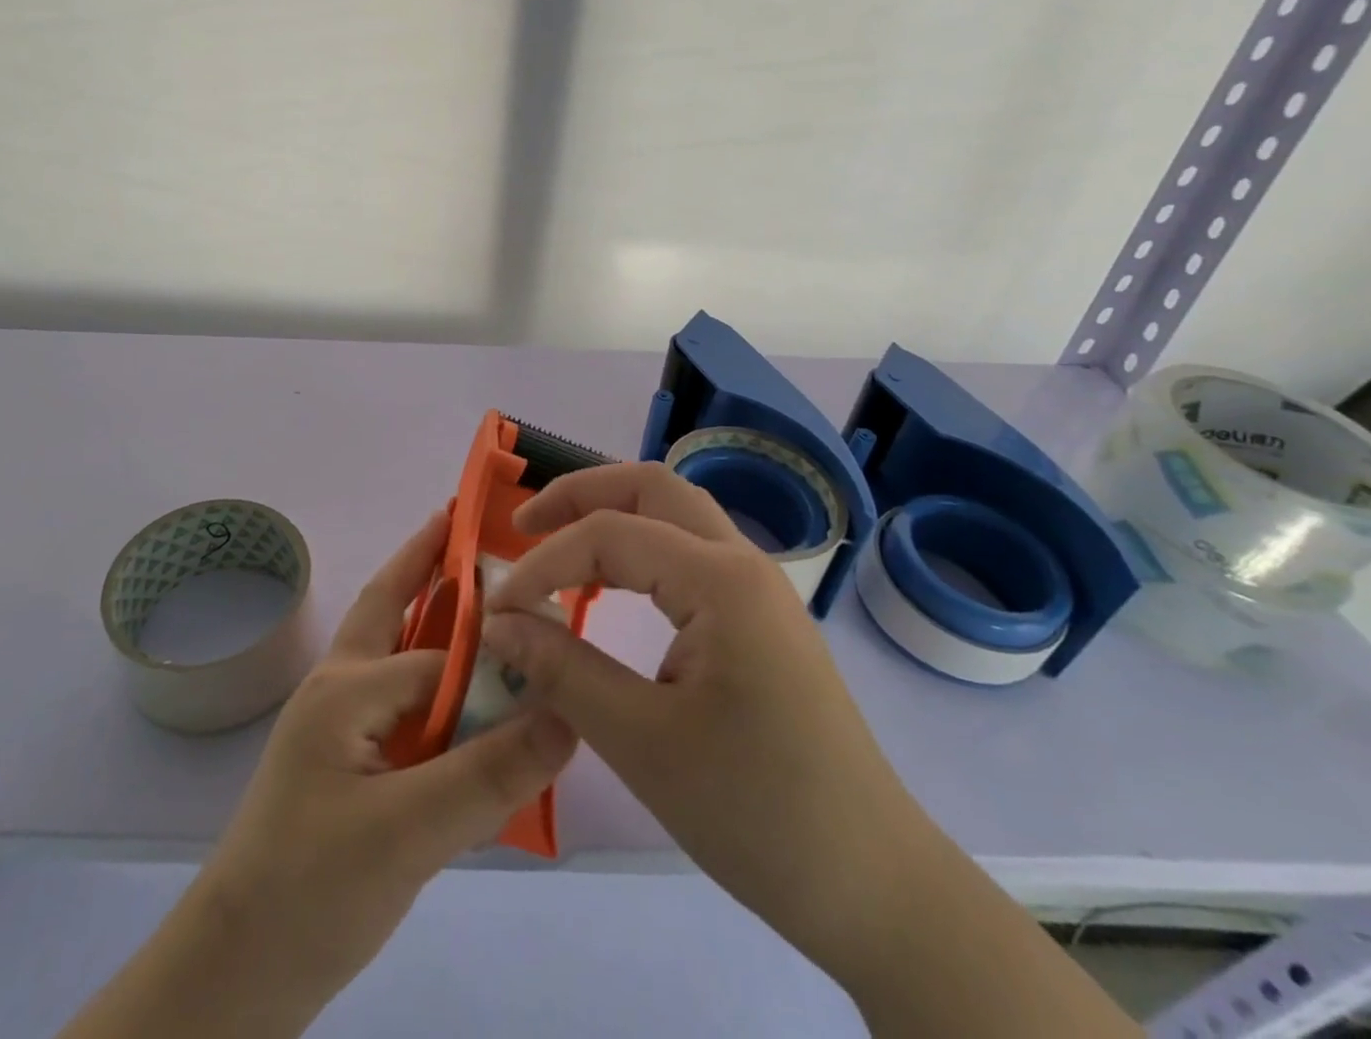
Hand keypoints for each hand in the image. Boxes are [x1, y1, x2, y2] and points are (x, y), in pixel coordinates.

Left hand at [195, 508, 576, 1018]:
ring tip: (477, 584)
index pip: (442, 656)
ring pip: (395, 646)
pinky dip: (433, 674)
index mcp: (348, 686)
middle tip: (469, 519)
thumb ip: (489, 773)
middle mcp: (342, 686)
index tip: (553, 631)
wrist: (236, 972)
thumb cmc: (312, 889)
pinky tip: (466, 687)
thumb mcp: (408, 833)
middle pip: (392, 603)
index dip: (498, 650)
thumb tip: (568, 718)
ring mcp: (340, 720)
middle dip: (427, 558)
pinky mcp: (347, 757)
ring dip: (430, 609)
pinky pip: (401, 697)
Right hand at [479, 462, 921, 975]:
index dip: (544, 563)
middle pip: (650, 486)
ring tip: (556, 543)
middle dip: (579, 493)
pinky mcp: (759, 618)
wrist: (872, 884)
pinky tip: (610, 583)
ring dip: (611, 513)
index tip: (498, 610)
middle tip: (522, 527)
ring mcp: (757, 588)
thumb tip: (497, 623)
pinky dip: (638, 548)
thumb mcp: (642, 743)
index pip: (610, 535)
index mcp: (721, 580)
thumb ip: (562, 669)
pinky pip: (689, 552)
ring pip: (674, 512)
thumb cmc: (756, 812)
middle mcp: (743, 562)